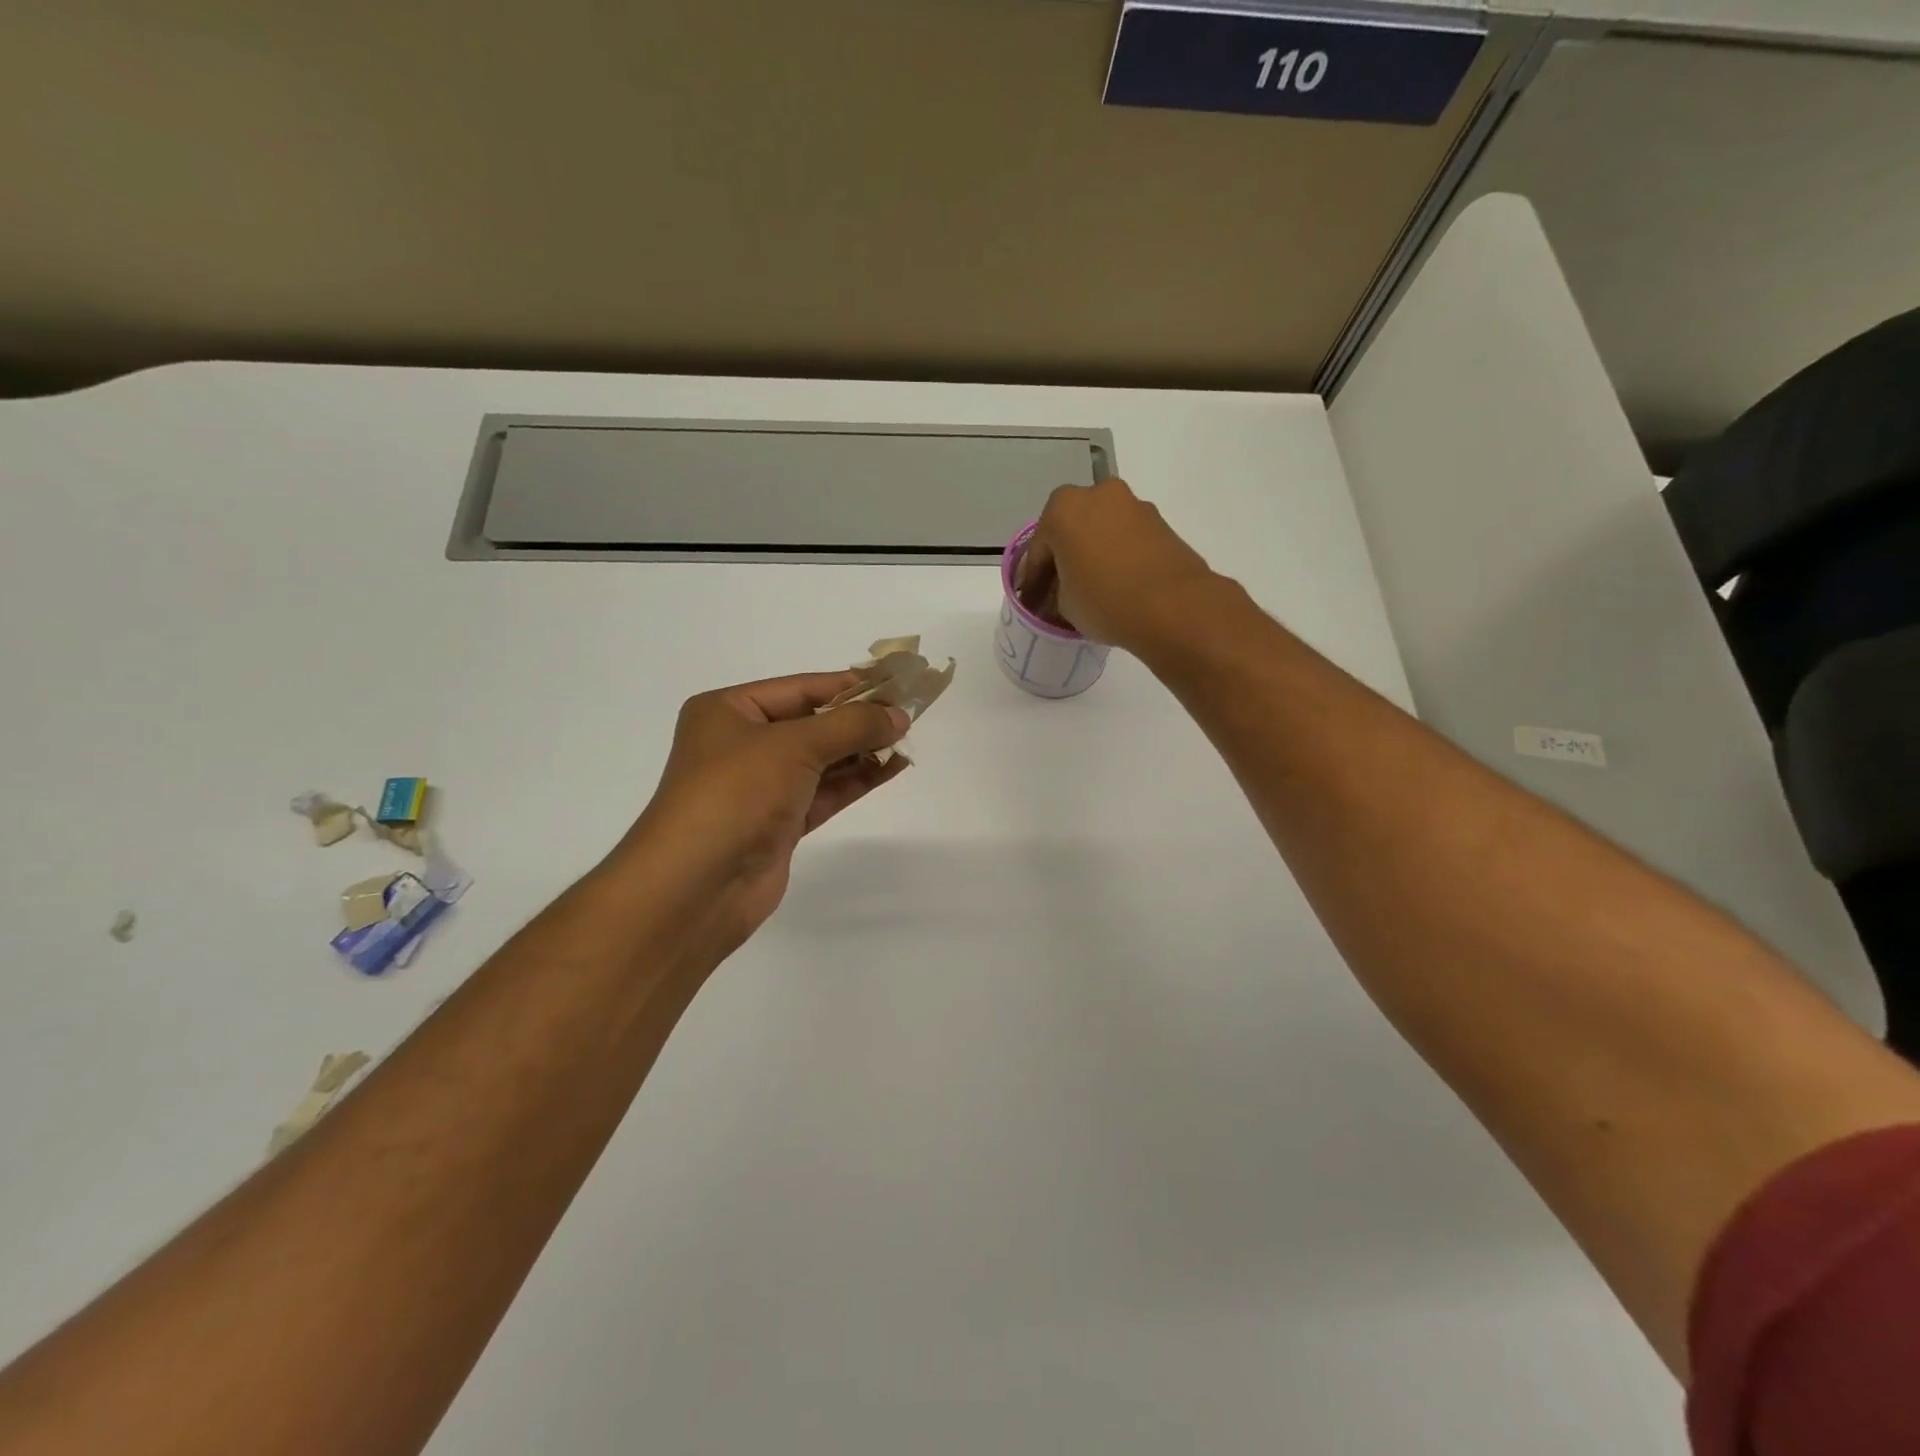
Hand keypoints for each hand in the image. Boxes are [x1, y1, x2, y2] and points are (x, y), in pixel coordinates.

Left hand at [614, 673, 910, 953]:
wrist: (697, 885)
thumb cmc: (736, 794)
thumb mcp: (794, 745)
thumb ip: (851, 726)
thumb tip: (899, 715)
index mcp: (728, 711)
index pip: (800, 688)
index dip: (849, 685)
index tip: (896, 684)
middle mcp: (741, 744)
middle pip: (811, 722)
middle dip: (858, 719)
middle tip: (909, 714)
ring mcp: (760, 786)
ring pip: (821, 760)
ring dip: (862, 750)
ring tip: (907, 740)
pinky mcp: (778, 823)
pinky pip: (824, 792)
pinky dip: (856, 780)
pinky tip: (891, 768)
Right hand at [1013, 479, 1216, 648]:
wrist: (1174, 606)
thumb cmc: (1104, 600)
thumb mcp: (1064, 604)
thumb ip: (1056, 591)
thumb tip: (1060, 594)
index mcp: (1063, 508)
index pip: (1038, 550)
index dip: (1032, 581)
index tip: (1030, 602)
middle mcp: (1098, 495)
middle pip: (1071, 531)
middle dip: (1063, 559)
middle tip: (1058, 592)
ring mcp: (1134, 506)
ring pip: (1101, 532)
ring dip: (1093, 555)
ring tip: (1090, 590)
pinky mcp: (1161, 524)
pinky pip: (1126, 540)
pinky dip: (1118, 558)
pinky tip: (1117, 585)